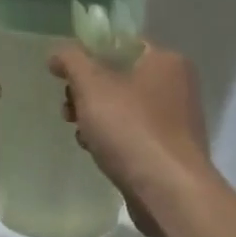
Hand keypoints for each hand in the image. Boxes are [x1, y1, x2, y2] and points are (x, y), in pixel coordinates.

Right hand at [48, 43, 210, 236]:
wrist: (169, 192)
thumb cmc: (131, 129)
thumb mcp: (92, 86)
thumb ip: (71, 61)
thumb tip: (58, 53)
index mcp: (166, 61)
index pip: (121, 44)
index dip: (88, 54)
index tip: (64, 75)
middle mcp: (177, 85)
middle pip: (119, 76)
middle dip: (87, 92)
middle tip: (69, 108)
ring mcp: (175, 120)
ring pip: (123, 107)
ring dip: (95, 117)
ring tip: (80, 133)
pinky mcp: (169, 150)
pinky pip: (133, 133)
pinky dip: (112, 138)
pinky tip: (96, 151)